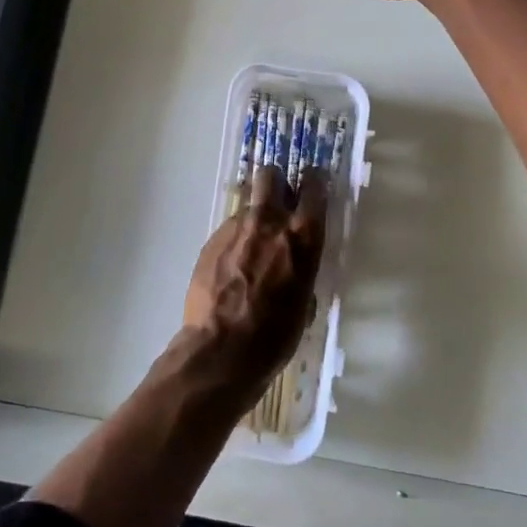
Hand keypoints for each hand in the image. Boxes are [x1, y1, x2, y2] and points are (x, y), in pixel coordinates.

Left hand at [180, 164, 328, 401]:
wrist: (220, 350)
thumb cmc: (274, 336)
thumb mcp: (304, 302)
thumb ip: (302, 269)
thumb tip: (294, 267)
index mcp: (302, 236)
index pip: (315, 185)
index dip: (315, 181)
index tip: (314, 185)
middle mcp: (270, 221)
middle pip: (270, 176)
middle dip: (276, 184)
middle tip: (279, 204)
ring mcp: (236, 228)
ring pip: (248, 206)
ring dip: (254, 220)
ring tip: (251, 251)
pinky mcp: (211, 240)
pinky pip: (228, 230)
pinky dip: (234, 242)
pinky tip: (232, 270)